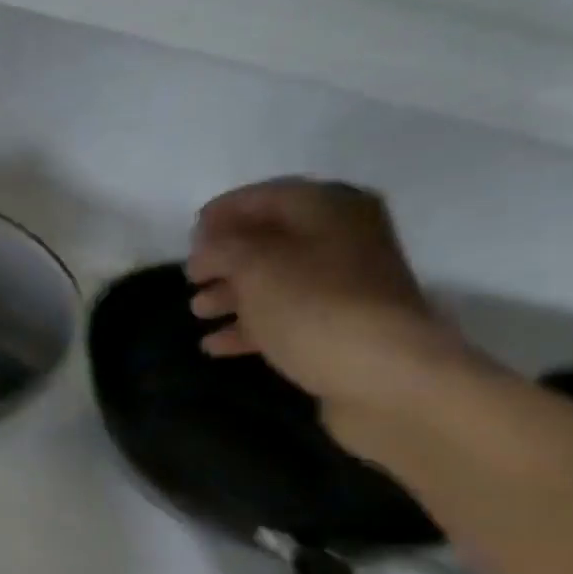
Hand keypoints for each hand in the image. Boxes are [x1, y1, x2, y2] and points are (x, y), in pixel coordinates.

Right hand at [185, 178, 474, 439]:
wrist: (383, 377)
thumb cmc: (314, 308)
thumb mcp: (257, 267)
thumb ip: (223, 249)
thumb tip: (205, 250)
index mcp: (329, 209)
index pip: (268, 197)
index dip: (226, 211)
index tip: (190, 232)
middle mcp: (341, 241)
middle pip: (272, 241)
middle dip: (227, 258)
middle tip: (190, 277)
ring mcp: (341, 290)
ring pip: (275, 283)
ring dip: (233, 294)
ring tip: (197, 312)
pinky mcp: (336, 332)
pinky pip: (283, 320)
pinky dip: (248, 328)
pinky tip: (214, 345)